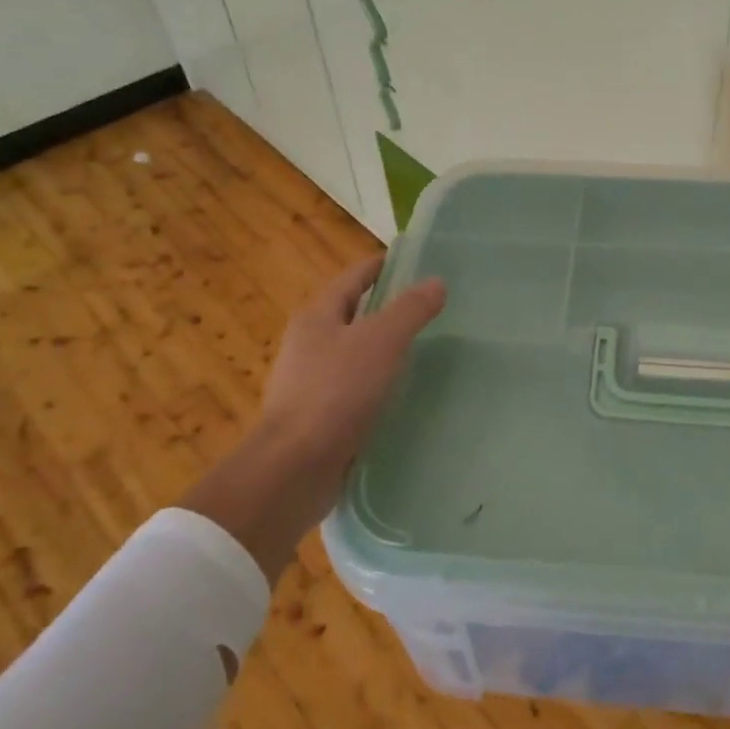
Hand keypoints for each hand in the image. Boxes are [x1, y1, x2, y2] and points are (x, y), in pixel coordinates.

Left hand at [182, 256, 445, 581]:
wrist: (294, 467)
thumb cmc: (336, 392)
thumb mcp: (381, 341)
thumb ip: (410, 310)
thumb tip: (436, 281)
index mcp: (318, 315)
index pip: (355, 277)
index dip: (384, 265)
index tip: (416, 261)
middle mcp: (309, 342)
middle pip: (353, 312)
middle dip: (387, 306)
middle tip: (430, 305)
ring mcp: (311, 380)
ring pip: (354, 352)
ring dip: (383, 347)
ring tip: (424, 347)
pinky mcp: (319, 415)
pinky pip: (354, 386)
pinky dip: (378, 381)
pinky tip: (401, 391)